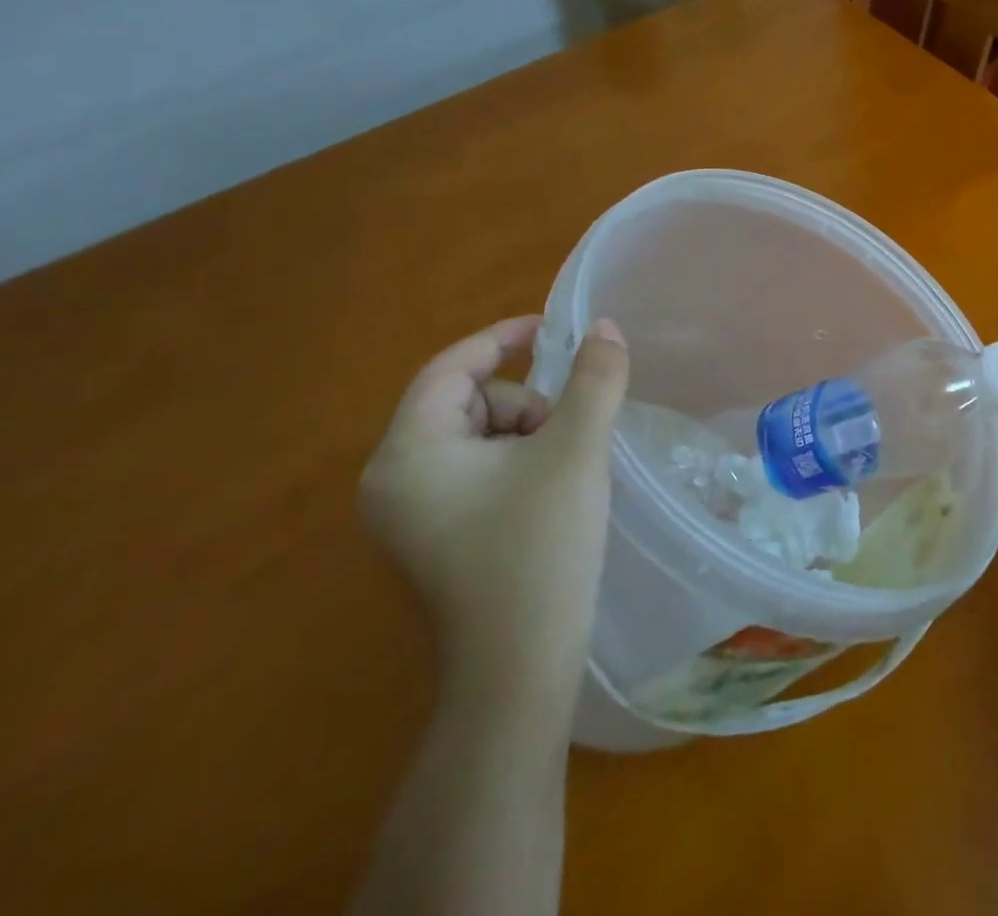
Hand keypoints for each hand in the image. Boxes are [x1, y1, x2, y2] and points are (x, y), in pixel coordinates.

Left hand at [360, 316, 628, 709]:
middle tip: (567, 436)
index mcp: (408, 454)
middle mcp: (392, 481)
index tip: (551, 328)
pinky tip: (550, 494)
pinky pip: (476, 471)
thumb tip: (605, 327)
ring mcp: (410, 515)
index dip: (501, 338)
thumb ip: (593, 379)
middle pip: (467, 402)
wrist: (519, 669)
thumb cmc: (539, 547)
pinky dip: (518, 464)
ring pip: (478, 437)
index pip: (450, 368)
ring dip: (527, 435)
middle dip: (525, 404)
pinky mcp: (434, 539)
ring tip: (564, 472)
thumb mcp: (575, 450)